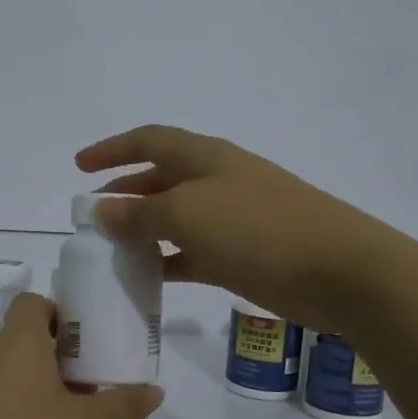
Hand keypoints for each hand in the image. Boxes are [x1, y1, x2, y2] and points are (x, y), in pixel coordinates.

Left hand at [0, 294, 162, 418]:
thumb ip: (123, 405)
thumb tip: (156, 391)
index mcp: (16, 342)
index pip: (33, 302)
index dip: (61, 314)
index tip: (87, 343)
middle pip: (23, 339)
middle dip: (58, 357)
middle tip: (91, 384)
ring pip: (7, 372)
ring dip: (37, 386)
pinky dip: (14, 411)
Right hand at [76, 125, 390, 332]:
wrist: (338, 270)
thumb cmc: (257, 229)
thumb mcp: (188, 215)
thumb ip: (140, 213)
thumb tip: (102, 209)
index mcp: (205, 157)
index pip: (149, 141)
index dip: (112, 149)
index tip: (79, 166)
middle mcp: (217, 180)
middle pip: (161, 178)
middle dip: (125, 192)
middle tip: (92, 216)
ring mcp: (233, 218)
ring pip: (176, 218)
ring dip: (144, 230)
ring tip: (112, 249)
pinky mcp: (244, 254)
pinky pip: (194, 252)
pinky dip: (169, 261)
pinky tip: (148, 277)